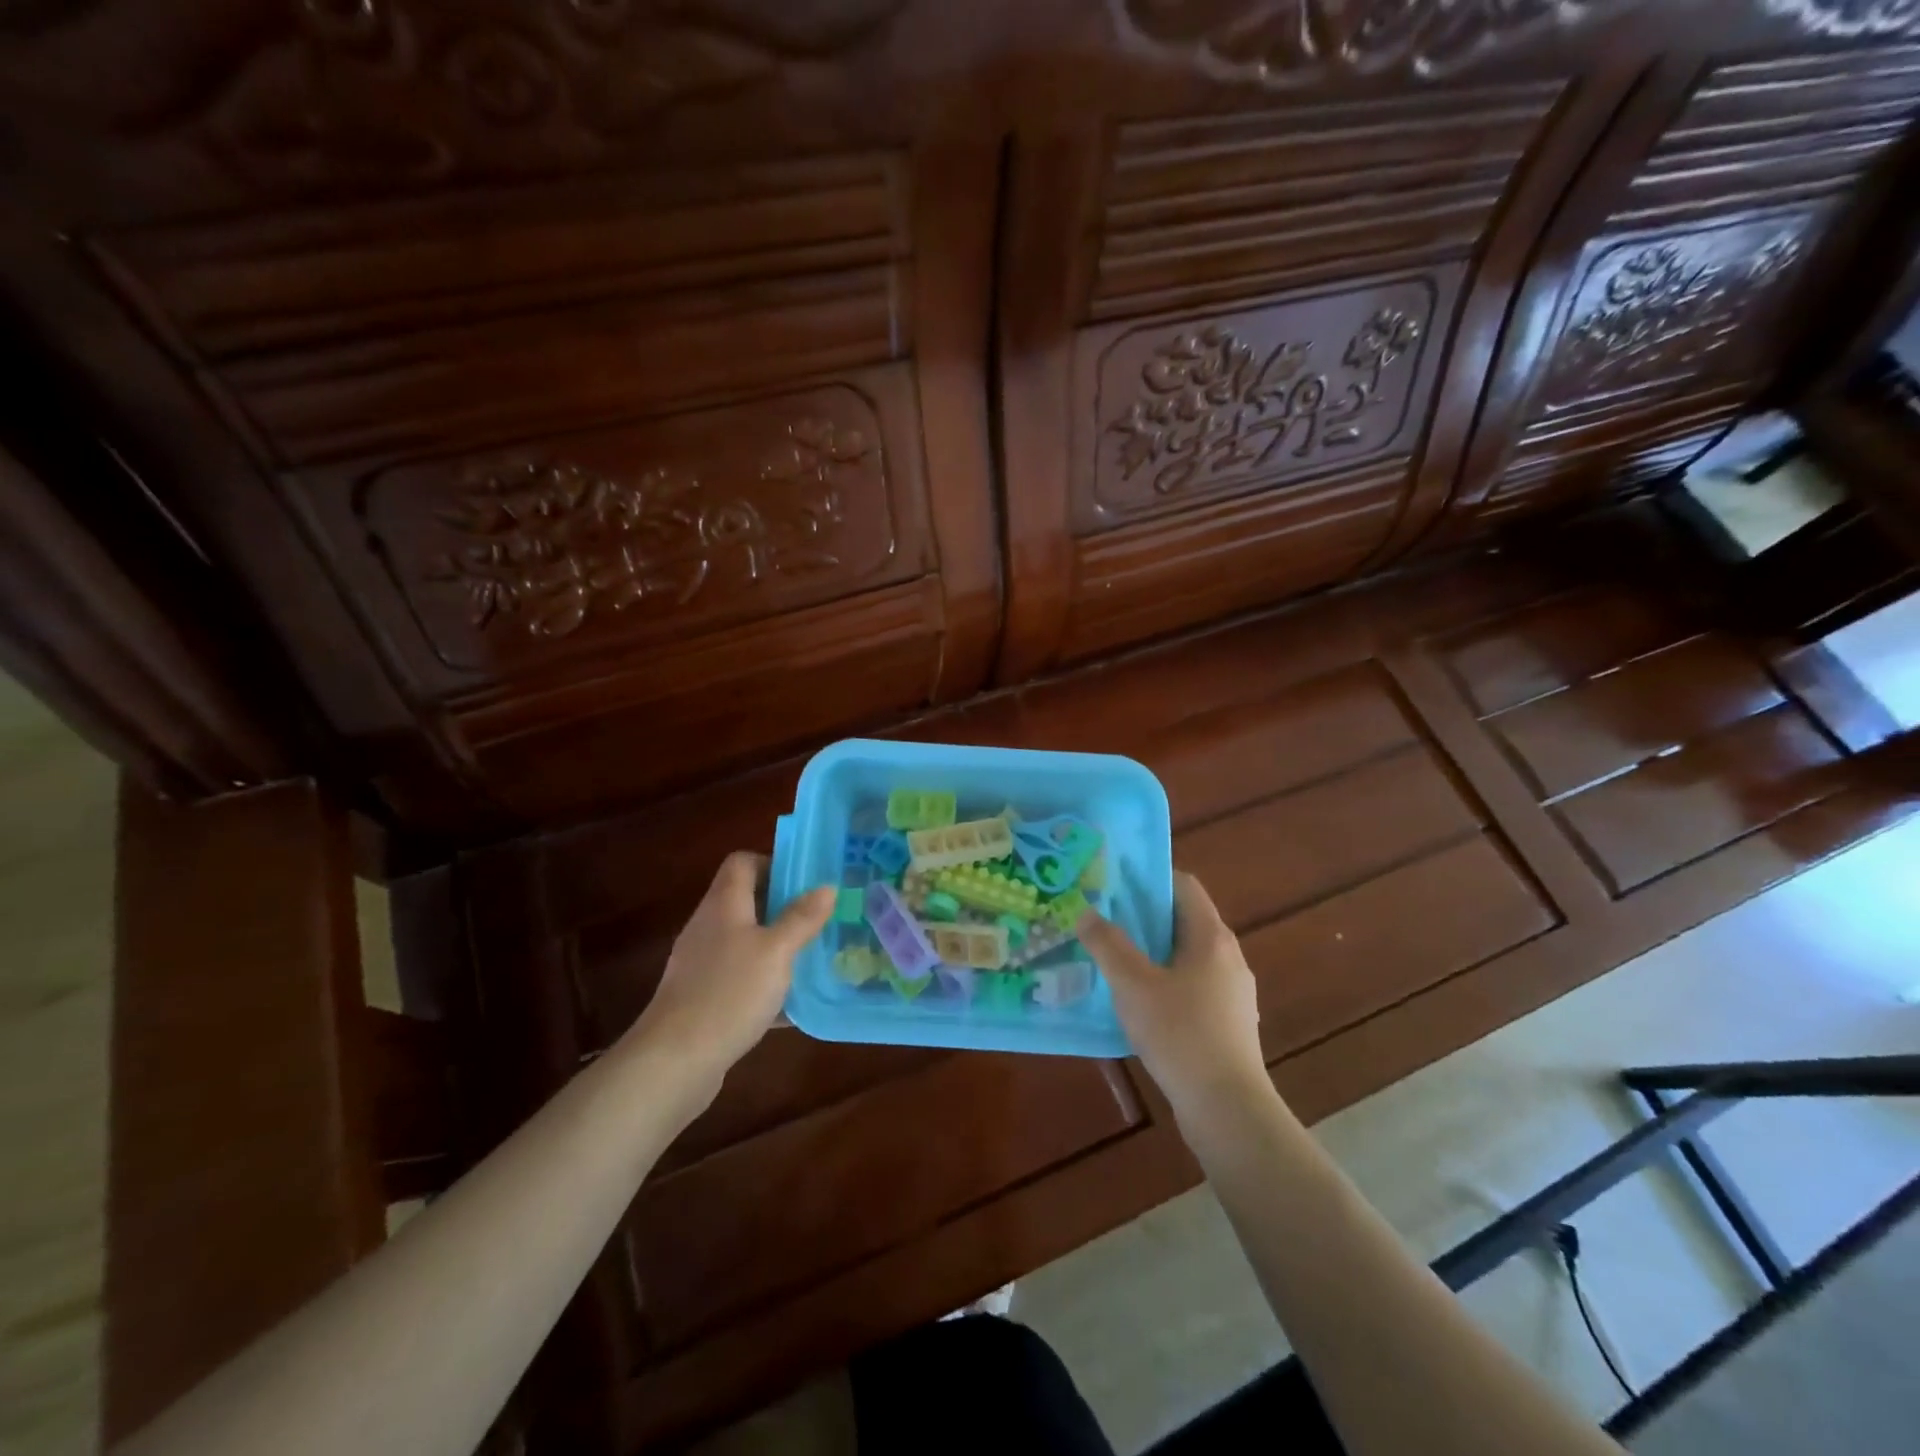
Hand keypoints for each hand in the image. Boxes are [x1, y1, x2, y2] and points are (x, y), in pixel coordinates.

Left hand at [631, 851, 835, 1094]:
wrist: (674, 1061)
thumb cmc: (729, 993)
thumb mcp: (777, 952)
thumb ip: (802, 918)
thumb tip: (826, 886)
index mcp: (724, 904)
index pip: (742, 862)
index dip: (773, 863)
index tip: (806, 881)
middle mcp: (709, 926)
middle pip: (746, 900)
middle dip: (784, 907)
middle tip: (821, 918)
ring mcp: (702, 964)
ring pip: (746, 941)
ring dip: (777, 946)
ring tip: (813, 957)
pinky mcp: (702, 997)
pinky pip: (740, 978)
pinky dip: (764, 983)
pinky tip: (791, 1005)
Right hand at [1077, 872, 1269, 1118]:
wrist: (1227, 1108)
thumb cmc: (1180, 1034)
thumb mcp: (1133, 985)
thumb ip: (1108, 945)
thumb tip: (1086, 912)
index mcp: (1210, 937)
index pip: (1184, 885)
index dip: (1150, 877)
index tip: (1114, 882)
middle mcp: (1228, 956)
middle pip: (1183, 919)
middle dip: (1144, 916)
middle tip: (1103, 918)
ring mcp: (1232, 991)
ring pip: (1186, 955)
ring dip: (1153, 951)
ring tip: (1114, 958)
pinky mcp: (1228, 1021)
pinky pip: (1192, 984)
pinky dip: (1165, 980)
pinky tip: (1139, 1002)